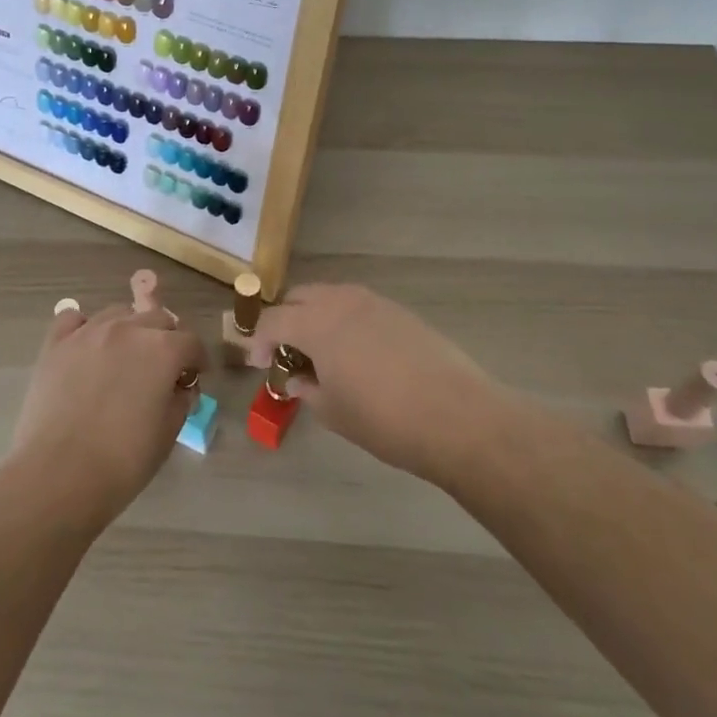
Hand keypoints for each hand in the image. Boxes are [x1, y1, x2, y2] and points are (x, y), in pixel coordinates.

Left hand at [10, 303, 205, 526]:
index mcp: (162, 350)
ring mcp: (88, 332)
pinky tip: (86, 347)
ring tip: (124, 357)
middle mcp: (127, 329)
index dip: (196, 360)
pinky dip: (83, 327)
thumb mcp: (167, 434)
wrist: (59, 474)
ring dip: (129, 330)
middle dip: (166, 340)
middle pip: (156, 318)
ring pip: (118, 313)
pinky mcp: (56, 344)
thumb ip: (179, 401)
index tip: (194, 377)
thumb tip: (178, 388)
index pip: (190, 342)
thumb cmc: (123, 460)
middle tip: (162, 368)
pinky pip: (73, 318)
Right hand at [246, 284, 502, 486]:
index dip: (259, 341)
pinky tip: (356, 352)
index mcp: (316, 323)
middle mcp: (341, 301)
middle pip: (299, 297)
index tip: (258, 364)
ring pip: (330, 296)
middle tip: (286, 352)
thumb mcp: (334, 412)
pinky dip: (344, 320)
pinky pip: (358, 305)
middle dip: (285, 320)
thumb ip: (307, 390)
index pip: (273, 320)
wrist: (458, 416)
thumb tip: (296, 379)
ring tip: (320, 351)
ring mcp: (374, 302)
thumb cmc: (385, 419)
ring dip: (315, 316)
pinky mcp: (400, 311)